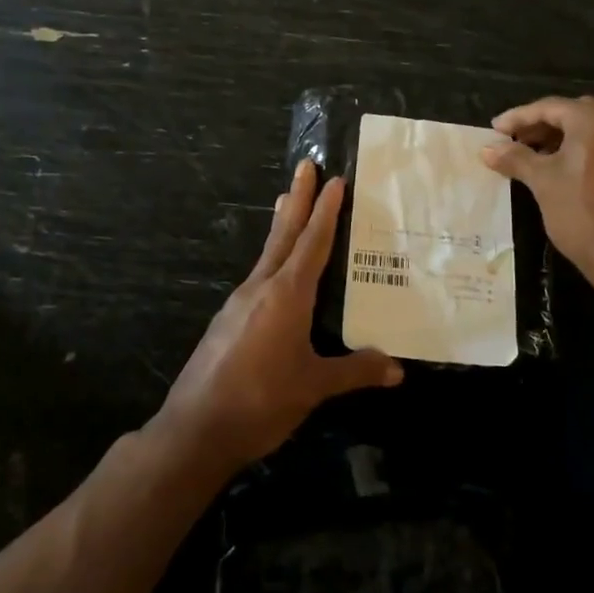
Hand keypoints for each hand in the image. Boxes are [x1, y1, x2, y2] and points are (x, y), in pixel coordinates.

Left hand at [156, 160, 402, 471]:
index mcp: (286, 295)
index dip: (326, 211)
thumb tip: (397, 368)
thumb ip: (355, 372)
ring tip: (287, 202)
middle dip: (298, 199)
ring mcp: (239, 303)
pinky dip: (271, 258)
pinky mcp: (227, 321)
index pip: (312, 243)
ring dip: (282, 226)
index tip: (334, 179)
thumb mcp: (314, 386)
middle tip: (305, 165)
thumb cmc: (261, 401)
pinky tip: (275, 272)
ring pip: (267, 253)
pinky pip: (257, 276)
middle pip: (284, 234)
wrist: (196, 427)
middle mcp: (261, 288)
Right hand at [480, 96, 593, 275]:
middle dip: (541, 126)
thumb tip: (488, 148)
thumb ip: (515, 158)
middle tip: (514, 142)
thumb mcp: (542, 182)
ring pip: (593, 131)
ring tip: (535, 158)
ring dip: (563, 139)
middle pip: (573, 114)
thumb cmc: (583, 213)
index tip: (494, 130)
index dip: (517, 118)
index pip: (549, 107)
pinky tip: (565, 172)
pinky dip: (584, 152)